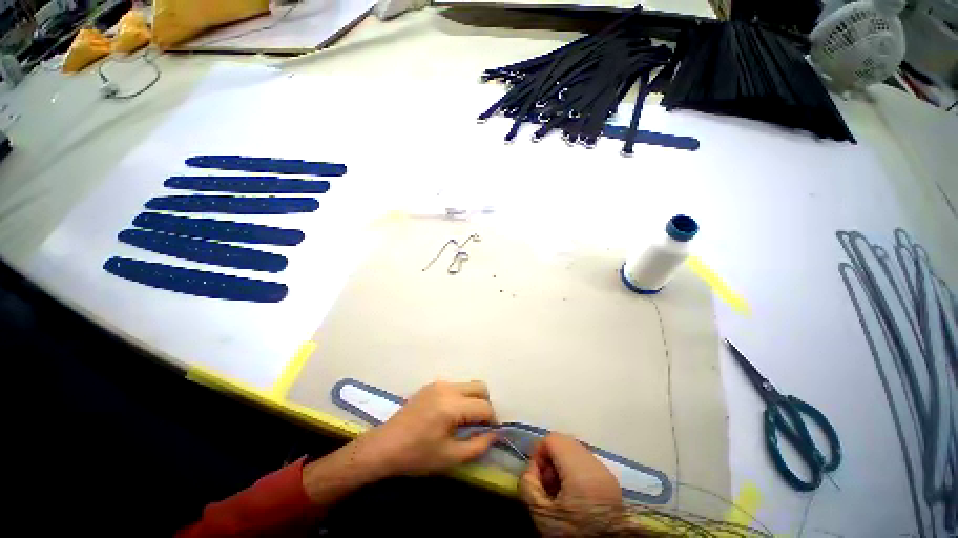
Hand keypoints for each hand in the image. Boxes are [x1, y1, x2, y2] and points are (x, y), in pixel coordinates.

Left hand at [355, 381, 498, 478]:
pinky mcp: (431, 385)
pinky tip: (450, 415)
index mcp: (452, 406)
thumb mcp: (450, 457)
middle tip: (479, 424)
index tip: (491, 433)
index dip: (492, 420)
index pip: (484, 407)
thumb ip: (477, 446)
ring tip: (465, 421)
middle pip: (480, 387)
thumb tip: (495, 434)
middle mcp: (447, 388)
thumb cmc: (417, 455)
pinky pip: (455, 386)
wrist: (385, 446)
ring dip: (473, 400)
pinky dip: (460, 397)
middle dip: (485, 404)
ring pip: (468, 385)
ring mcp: (438, 384)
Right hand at [519, 433, 622, 536]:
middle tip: (546, 483)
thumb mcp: (540, 513)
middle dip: (550, 457)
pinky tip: (573, 493)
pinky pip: (587, 462)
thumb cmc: (570, 534)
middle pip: (565, 442)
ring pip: (576, 450)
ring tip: (559, 489)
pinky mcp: (612, 481)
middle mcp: (596, 465)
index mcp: (580, 471)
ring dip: (562, 463)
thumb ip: (528, 483)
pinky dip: (575, 470)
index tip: (536, 475)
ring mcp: (606, 472)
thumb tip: (533, 468)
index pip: (553, 439)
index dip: (539, 452)